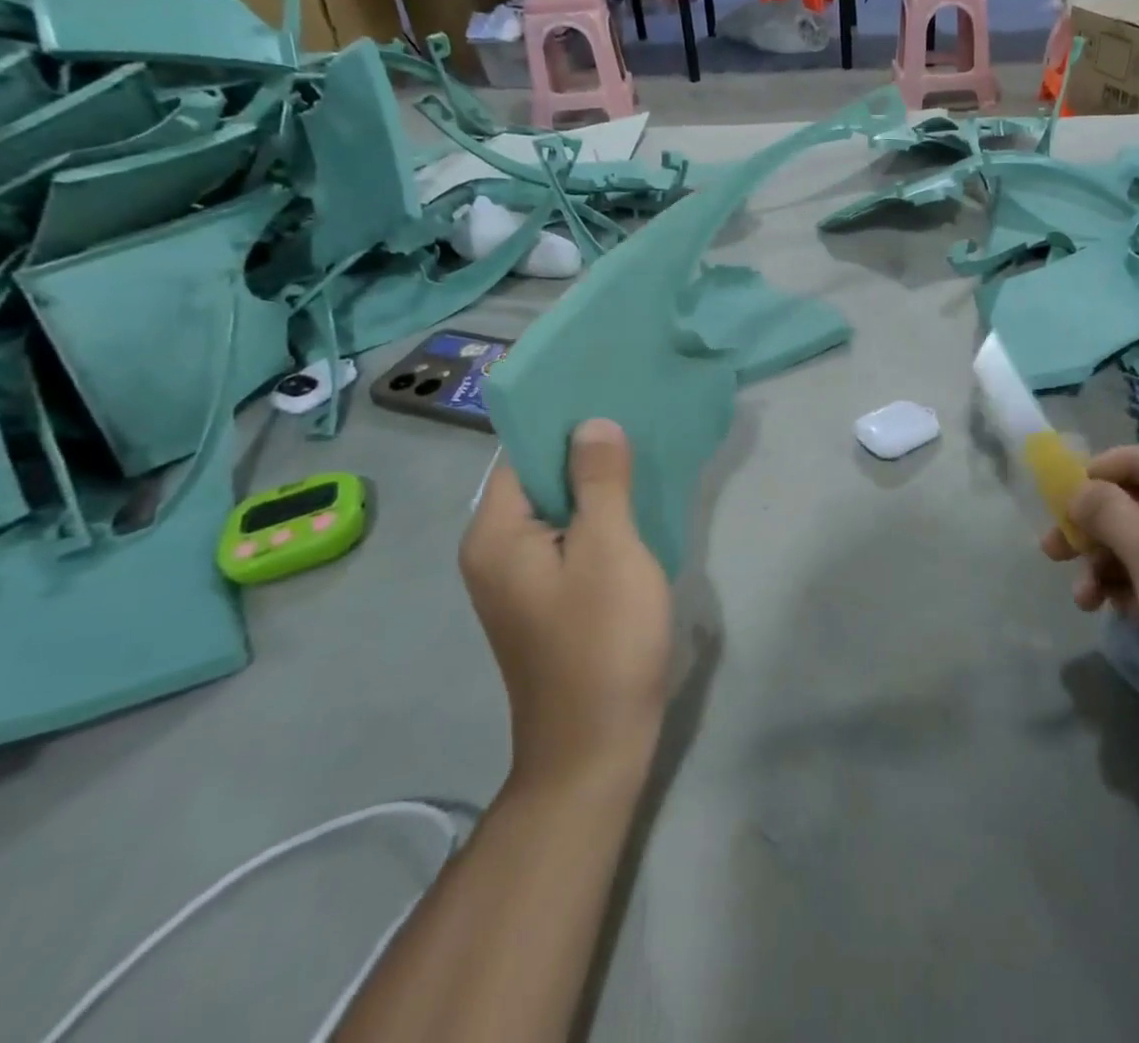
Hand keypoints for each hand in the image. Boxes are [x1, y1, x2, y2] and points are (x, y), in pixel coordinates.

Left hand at [461, 420, 671, 785]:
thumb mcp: (609, 550)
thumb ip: (600, 480)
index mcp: (495, 534)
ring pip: (559, 509)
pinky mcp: (546, 598)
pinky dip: (599, 518)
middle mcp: (495, 551)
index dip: (563, 420)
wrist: (595, 749)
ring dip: (596, 483)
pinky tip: (636, 505)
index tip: (608, 390)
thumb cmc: (602, 642)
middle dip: (586, 449)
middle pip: (539, 478)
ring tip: (643, 450)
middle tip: (637, 415)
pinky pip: (569, 538)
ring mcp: (519, 579)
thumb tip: (592, 423)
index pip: (522, 453)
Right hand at [1042, 447, 1138, 749]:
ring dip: (1109, 567)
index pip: (1135, 461)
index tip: (1053, 506)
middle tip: (1053, 554)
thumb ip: (1101, 508)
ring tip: (1085, 599)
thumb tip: (1076, 490)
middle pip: (1137, 506)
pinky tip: (1119, 612)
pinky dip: (1137, 589)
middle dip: (1094, 533)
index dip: (1090, 480)